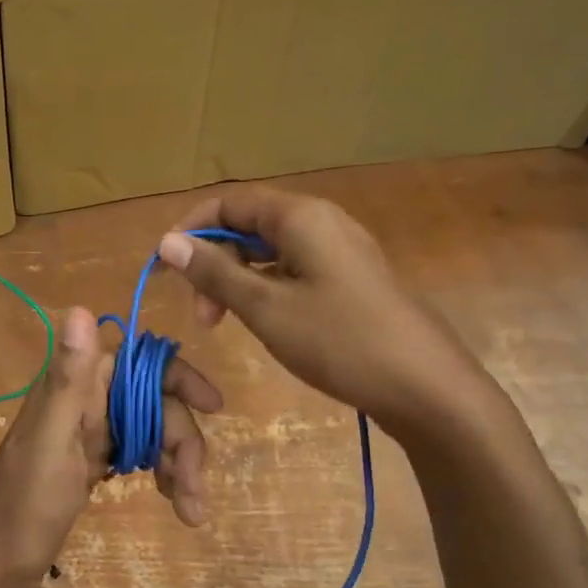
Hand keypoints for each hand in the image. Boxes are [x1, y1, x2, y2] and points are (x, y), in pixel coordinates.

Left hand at [0, 307, 220, 587]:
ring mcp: (90, 432)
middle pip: (156, 403)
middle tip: (195, 492)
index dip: (179, 378)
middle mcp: (85, 401)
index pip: (141, 363)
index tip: (213, 406)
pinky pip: (140, 453)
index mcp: (75, 386)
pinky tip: (174, 501)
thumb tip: (79, 307)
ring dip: (178, 464)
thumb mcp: (52, 442)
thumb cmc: (24, 504)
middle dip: (182, 442)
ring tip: (190, 511)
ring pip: (153, 430)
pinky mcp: (93, 461)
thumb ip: (70, 378)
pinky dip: (162, 474)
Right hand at [157, 185, 486, 422]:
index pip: (229, 202)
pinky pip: (294, 270)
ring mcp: (340, 251)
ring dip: (238, 280)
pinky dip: (266, 289)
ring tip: (225, 323)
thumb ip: (214, 272)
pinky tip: (263, 322)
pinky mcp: (350, 279)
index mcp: (300, 217)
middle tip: (203, 315)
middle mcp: (321, 222)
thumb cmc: (338, 340)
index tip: (163, 269)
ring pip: (271, 251)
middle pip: (249, 225)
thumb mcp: (265, 307)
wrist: (423, 385)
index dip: (190, 229)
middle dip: (215, 262)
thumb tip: (168, 241)